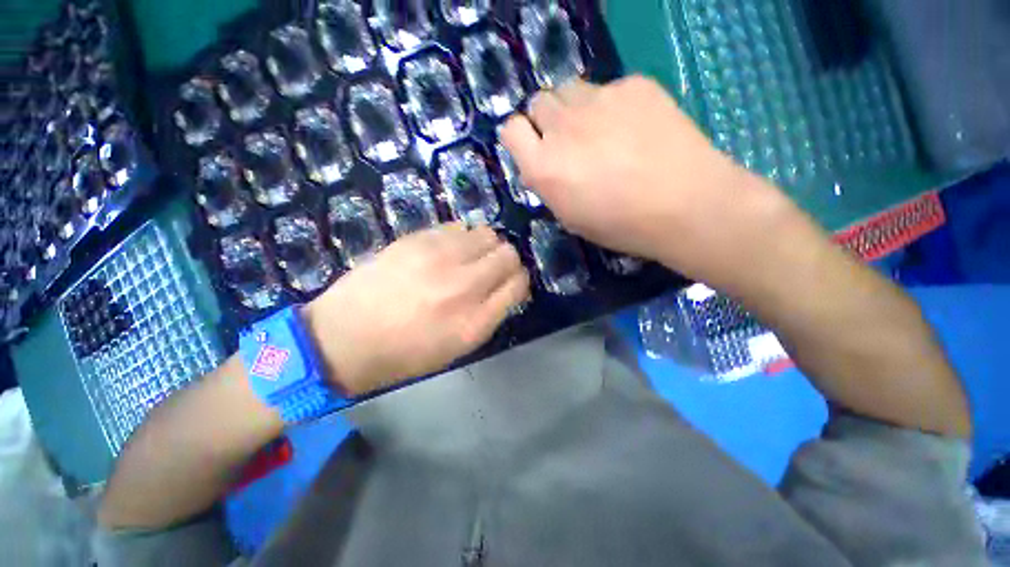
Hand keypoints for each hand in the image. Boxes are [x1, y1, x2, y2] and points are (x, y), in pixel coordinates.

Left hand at [303, 223, 529, 395]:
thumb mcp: (458, 346)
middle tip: (490, 270)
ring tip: (468, 258)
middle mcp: (463, 287)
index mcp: (475, 322)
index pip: (519, 284)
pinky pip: (459, 226)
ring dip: (485, 246)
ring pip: (487, 234)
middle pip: (508, 254)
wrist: (344, 337)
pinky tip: (447, 251)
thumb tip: (509, 286)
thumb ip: (490, 314)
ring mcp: (439, 259)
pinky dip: (461, 237)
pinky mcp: (417, 240)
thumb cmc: (405, 353)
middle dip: (506, 261)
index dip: (519, 281)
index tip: (511, 282)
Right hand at [501, 76, 793, 287]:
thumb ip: (548, 185)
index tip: (533, 147)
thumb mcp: (570, 217)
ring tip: (600, 131)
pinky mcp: (633, 85)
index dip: (520, 137)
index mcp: (544, 167)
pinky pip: (609, 89)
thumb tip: (542, 165)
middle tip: (569, 141)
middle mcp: (563, 128)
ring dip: (575, 109)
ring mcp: (599, 100)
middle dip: (547, 120)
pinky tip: (635, 128)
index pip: (510, 129)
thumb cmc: (621, 225)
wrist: (685, 205)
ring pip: (570, 90)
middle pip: (538, 102)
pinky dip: (613, 106)